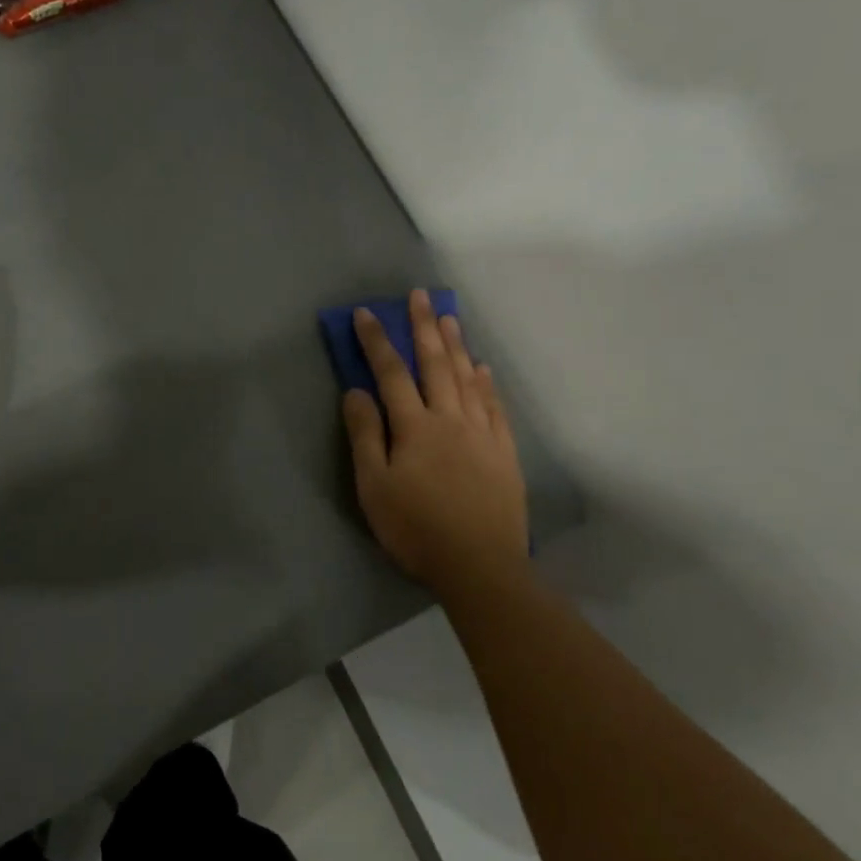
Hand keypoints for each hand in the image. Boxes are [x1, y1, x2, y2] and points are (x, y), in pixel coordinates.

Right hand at [342, 289, 529, 597]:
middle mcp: (450, 418)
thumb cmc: (416, 527)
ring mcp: (482, 433)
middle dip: (424, 327)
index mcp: (415, 426)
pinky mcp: (504, 452)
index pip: (391, 373)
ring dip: (456, 345)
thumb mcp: (374, 485)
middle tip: (420, 295)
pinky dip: (487, 383)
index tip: (367, 313)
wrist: (480, 565)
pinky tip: (483, 368)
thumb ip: (366, 434)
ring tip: (450, 317)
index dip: (377, 340)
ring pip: (468, 378)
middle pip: (435, 364)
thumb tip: (356, 390)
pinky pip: (495, 406)